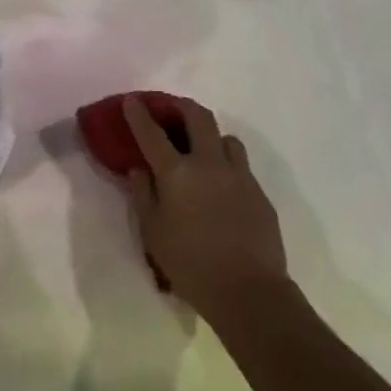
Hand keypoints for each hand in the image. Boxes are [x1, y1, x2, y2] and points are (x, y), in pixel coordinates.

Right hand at [122, 96, 286, 315]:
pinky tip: (222, 185)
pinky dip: (227, 163)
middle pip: (198, 116)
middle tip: (171, 109)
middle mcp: (209, 163)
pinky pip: (241, 165)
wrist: (248, 290)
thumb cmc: (190, 264)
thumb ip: (142, 195)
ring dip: (210, 135)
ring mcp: (239, 175)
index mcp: (177, 172)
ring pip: (226, 137)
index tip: (132, 100)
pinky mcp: (259, 192)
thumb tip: (139, 169)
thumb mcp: (152, 232)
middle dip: (181, 106)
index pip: (152, 133)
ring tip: (201, 149)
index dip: (139, 113)